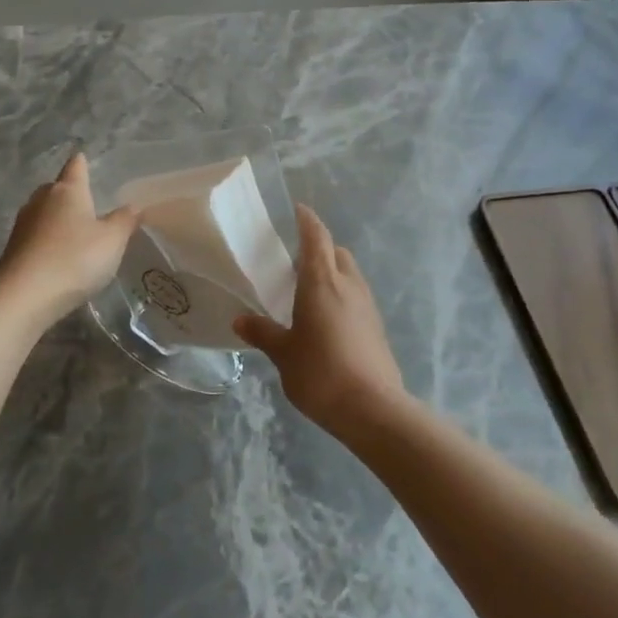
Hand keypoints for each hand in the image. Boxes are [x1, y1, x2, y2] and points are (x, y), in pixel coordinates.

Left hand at [0, 152, 141, 323]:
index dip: (82, 162)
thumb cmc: (75, 259)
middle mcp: (41, 200)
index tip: (84, 157)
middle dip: (69, 192)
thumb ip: (125, 221)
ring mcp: (23, 225)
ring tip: (75, 230)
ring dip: (58, 218)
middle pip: (56, 188)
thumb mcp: (112, 241)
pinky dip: (48, 239)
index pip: (75, 166)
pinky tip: (59, 254)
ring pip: (44, 212)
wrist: (24, 296)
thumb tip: (133, 206)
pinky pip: (36, 235)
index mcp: (67, 191)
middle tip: (87, 201)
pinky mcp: (13, 249)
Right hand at [234, 204, 405, 432]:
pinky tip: (326, 318)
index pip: (316, 237)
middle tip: (295, 260)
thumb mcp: (283, 354)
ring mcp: (367, 305)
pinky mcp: (376, 327)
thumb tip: (241, 320)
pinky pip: (356, 297)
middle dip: (320, 248)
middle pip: (337, 253)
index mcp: (322, 282)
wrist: (372, 407)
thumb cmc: (320, 372)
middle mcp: (348, 285)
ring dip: (332, 272)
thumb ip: (263, 333)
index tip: (298, 210)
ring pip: (350, 275)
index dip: (307, 221)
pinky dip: (341, 295)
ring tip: (308, 290)